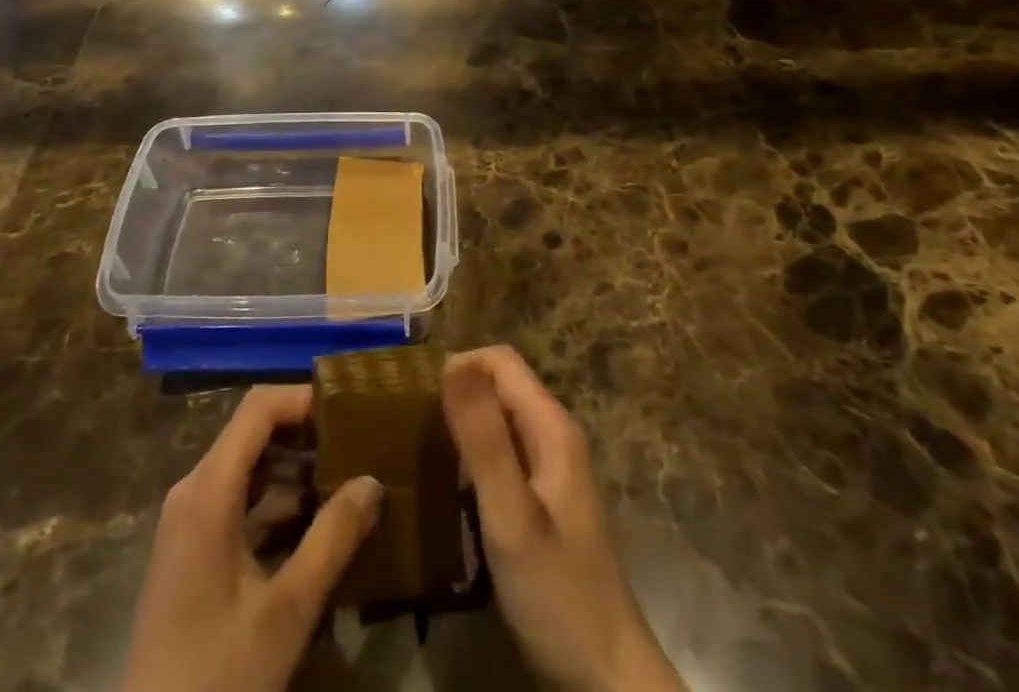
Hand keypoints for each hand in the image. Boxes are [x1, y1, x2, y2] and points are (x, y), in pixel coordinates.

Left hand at [119, 386, 383, 691]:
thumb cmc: (217, 675)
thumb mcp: (286, 611)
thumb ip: (332, 540)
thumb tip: (373, 481)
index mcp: (208, 491)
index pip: (258, 408)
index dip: (303, 399)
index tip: (350, 410)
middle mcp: (194, 491)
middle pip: (254, 433)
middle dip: (307, 434)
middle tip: (358, 445)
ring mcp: (190, 520)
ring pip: (249, 467)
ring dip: (296, 469)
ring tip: (347, 481)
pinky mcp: (194, 549)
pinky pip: (240, 500)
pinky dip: (278, 500)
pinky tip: (317, 524)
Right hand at [444, 347, 684, 691]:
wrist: (606, 674)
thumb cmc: (557, 592)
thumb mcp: (511, 516)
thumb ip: (483, 441)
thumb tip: (451, 365)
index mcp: (551, 425)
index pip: (499, 359)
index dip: (458, 367)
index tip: (417, 402)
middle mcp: (554, 432)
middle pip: (498, 384)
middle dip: (456, 395)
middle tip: (412, 431)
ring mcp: (551, 464)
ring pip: (498, 417)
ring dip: (462, 426)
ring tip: (423, 456)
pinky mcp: (543, 494)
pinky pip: (502, 450)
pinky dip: (473, 456)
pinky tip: (451, 490)